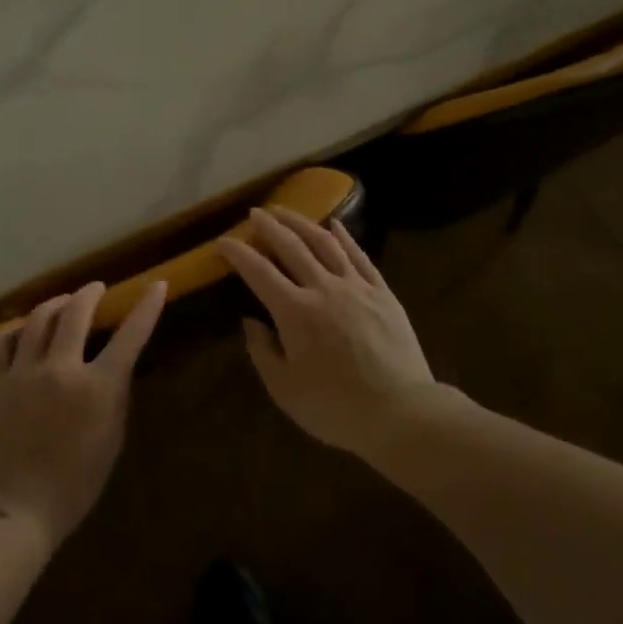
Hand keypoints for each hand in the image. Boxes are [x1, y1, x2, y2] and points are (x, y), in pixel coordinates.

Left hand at [0, 280, 165, 550]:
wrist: (11, 511)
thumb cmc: (72, 486)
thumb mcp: (111, 441)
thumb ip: (115, 396)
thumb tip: (114, 366)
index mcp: (97, 387)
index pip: (130, 335)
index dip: (147, 307)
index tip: (157, 284)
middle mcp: (60, 368)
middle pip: (76, 312)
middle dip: (90, 294)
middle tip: (97, 289)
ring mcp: (23, 372)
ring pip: (38, 318)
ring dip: (56, 304)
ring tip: (63, 302)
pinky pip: (2, 340)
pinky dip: (16, 328)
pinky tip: (23, 329)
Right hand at [216, 208, 438, 455]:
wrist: (400, 412)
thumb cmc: (336, 407)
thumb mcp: (285, 390)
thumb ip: (263, 352)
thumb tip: (251, 322)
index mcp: (295, 312)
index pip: (258, 272)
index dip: (238, 253)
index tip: (222, 241)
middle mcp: (323, 288)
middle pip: (291, 246)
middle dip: (269, 226)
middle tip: (255, 213)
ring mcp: (356, 286)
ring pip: (325, 243)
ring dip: (302, 223)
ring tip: (286, 211)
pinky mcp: (382, 292)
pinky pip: (360, 256)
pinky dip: (345, 236)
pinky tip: (336, 224)